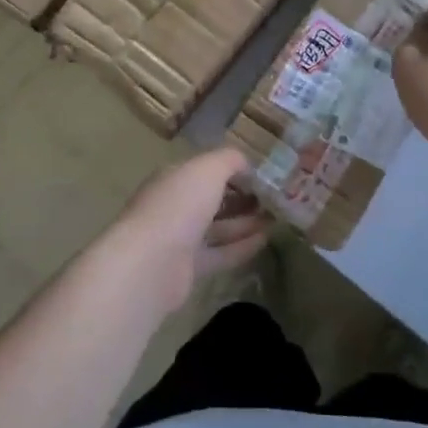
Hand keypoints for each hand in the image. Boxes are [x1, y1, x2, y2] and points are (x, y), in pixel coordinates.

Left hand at [102, 147, 269, 314]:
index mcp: (175, 178)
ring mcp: (179, 238)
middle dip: (242, 198)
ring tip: (276, 219)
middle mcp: (175, 205)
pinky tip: (265, 240)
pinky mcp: (187, 268)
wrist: (150, 262)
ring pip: (218, 227)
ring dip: (246, 223)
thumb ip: (229, 160)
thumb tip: (246, 164)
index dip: (234, 170)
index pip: (206, 169)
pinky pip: (219, 253)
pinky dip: (241, 246)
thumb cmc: (179, 205)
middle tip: (274, 199)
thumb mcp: (208, 169)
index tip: (263, 175)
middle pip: (213, 199)